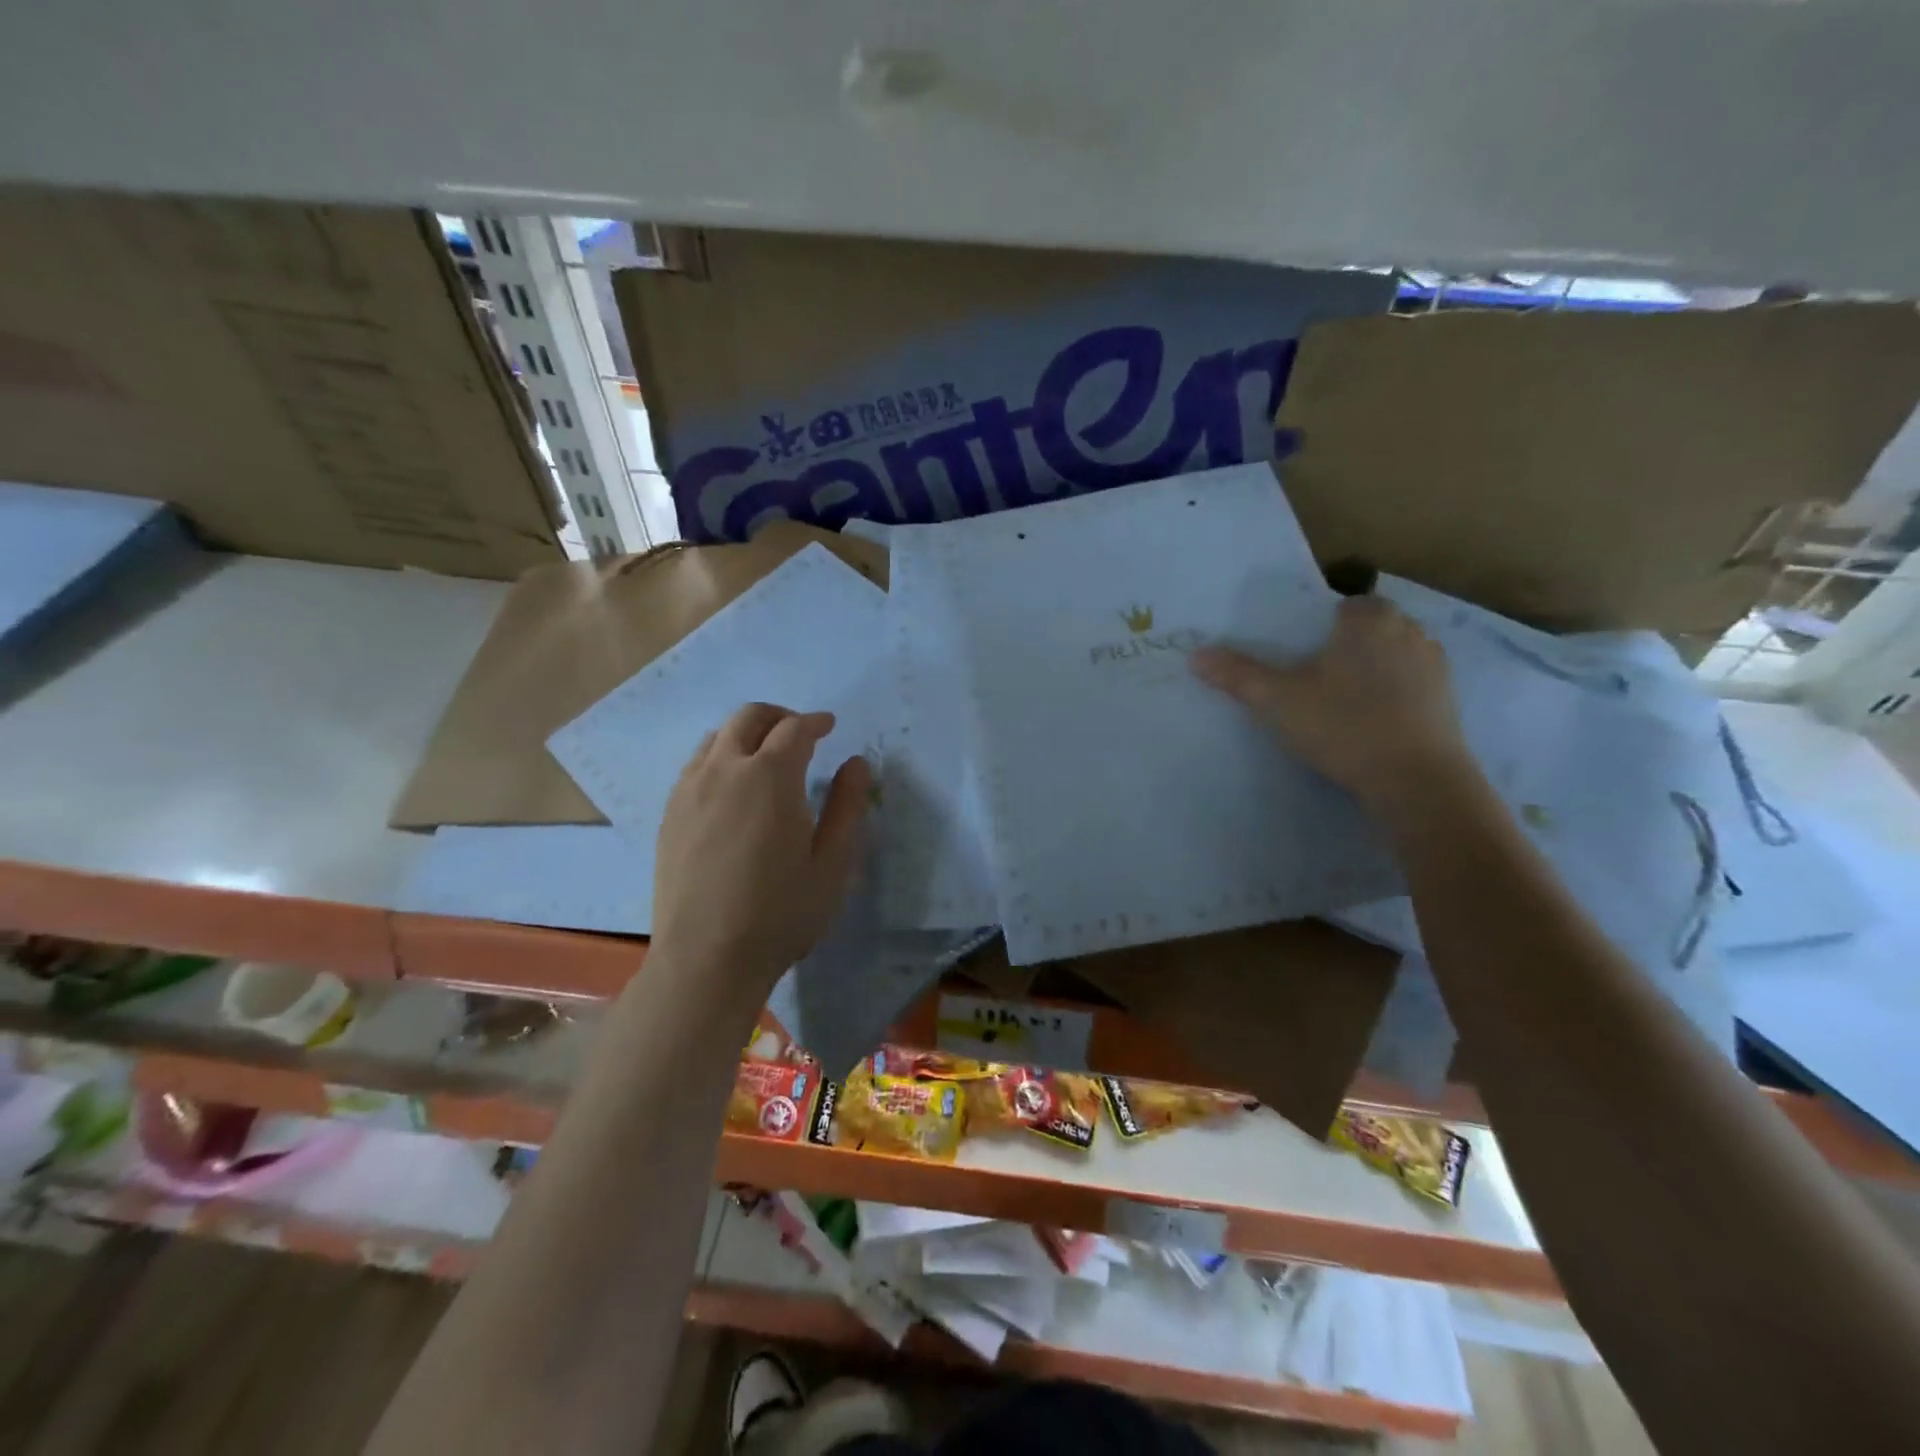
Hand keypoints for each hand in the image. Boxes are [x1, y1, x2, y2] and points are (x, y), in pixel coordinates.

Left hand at [650, 702, 871, 992]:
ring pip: (717, 736)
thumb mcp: (831, 864)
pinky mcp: (670, 812)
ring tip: (765, 755)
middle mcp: (725, 770)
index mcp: (770, 777)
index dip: (816, 722)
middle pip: (749, 717)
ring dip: (746, 733)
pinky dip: (720, 756)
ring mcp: (690, 789)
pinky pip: (695, 764)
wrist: (706, 959)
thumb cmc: (781, 913)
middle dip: (779, 716)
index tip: (829, 726)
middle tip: (800, 732)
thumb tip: (856, 764)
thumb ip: (846, 806)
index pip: (795, 729)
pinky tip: (731, 786)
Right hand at [1191, 596, 1471, 812]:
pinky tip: (1373, 724)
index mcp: (1369, 620)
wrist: (1415, 779)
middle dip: (1347, 647)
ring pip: (1394, 657)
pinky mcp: (1448, 700)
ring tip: (1343, 704)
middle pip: (1371, 629)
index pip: (1345, 605)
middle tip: (1315, 681)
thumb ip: (1237, 674)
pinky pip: (1412, 686)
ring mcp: (1435, 666)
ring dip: (1374, 671)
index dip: (1322, 626)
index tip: (1302, 654)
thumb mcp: (1277, 700)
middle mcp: (1409, 631)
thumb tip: (1195, 655)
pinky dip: (1395, 697)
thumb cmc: (1343, 725)